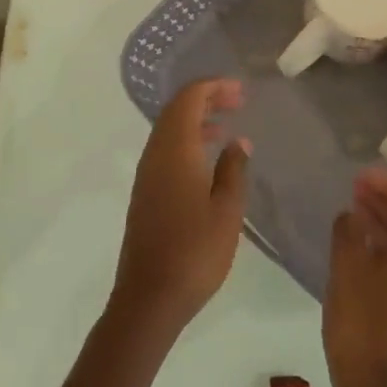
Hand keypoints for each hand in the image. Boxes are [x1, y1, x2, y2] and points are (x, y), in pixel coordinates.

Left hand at [109, 79, 250, 340]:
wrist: (149, 298)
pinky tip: (208, 160)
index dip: (213, 87)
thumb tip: (238, 142)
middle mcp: (155, 155)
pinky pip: (166, 151)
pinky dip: (187, 141)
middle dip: (206, 98)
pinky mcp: (145, 194)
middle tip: (238, 101)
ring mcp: (146, 175)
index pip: (188, 99)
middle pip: (176, 110)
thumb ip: (233, 169)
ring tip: (226, 127)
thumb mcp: (227, 209)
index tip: (241, 91)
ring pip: (169, 131)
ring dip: (196, 120)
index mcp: (174, 150)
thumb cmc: (195, 251)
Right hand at [323, 169, 386, 386]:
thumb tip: (352, 216)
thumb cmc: (364, 326)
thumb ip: (349, 233)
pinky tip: (355, 258)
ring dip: (383, 228)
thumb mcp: (347, 271)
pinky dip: (382, 254)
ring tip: (352, 217)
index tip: (362, 177)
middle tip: (355, 191)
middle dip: (386, 204)